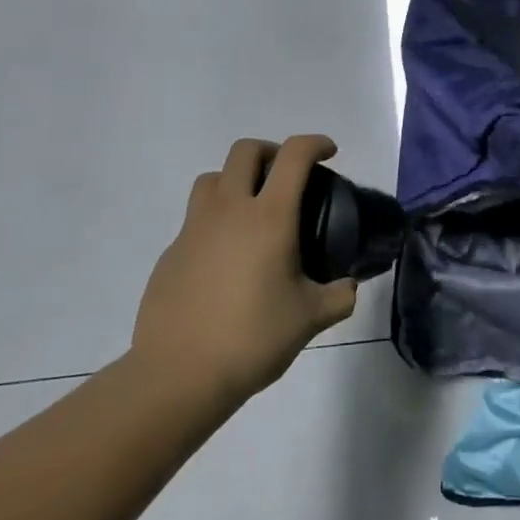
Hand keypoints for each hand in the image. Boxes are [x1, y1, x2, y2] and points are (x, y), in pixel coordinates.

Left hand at [129, 135, 357, 404]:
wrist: (178, 376)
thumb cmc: (252, 338)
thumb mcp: (310, 318)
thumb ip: (339, 296)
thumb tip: (349, 287)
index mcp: (269, 218)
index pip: (293, 156)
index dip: (315, 143)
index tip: (329, 153)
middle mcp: (229, 211)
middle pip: (245, 151)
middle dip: (271, 152)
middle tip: (287, 177)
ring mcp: (193, 230)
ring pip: (212, 179)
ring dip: (236, 179)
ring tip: (253, 210)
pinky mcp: (170, 254)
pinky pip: (195, 219)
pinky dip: (215, 221)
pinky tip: (227, 259)